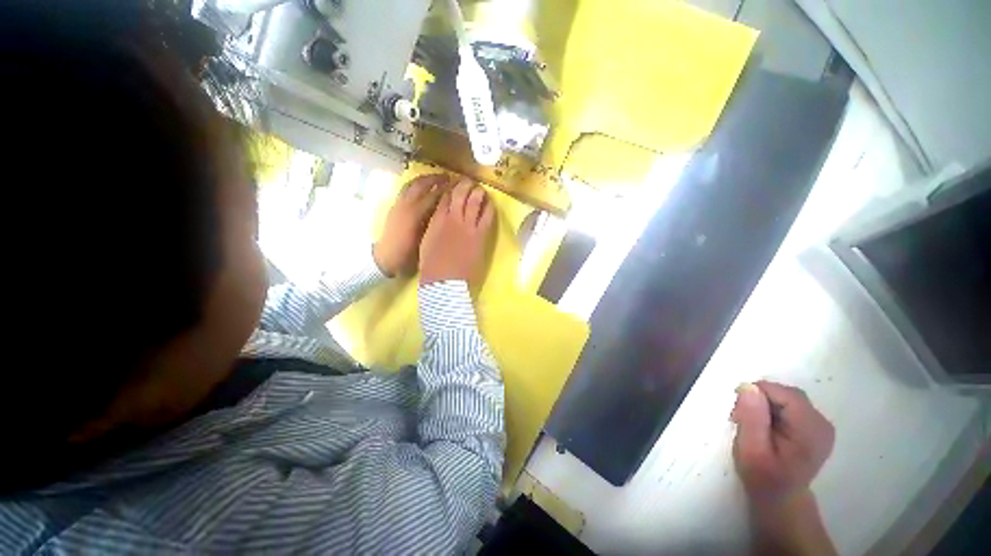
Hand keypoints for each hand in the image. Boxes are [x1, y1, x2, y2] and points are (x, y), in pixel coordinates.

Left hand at [373, 174, 447, 276]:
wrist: (385, 257)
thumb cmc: (408, 253)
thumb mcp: (425, 239)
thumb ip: (435, 220)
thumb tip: (446, 208)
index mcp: (416, 213)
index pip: (435, 194)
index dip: (447, 188)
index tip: (458, 184)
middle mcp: (407, 204)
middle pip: (422, 184)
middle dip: (436, 178)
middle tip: (448, 177)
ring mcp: (399, 203)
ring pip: (412, 184)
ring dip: (424, 179)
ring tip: (434, 179)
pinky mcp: (394, 206)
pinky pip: (406, 189)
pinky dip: (415, 184)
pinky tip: (421, 188)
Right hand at [419, 179, 494, 285]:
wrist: (444, 281)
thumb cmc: (431, 265)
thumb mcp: (427, 239)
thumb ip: (434, 224)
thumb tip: (440, 216)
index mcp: (436, 219)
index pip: (445, 196)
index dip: (450, 189)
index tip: (454, 185)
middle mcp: (452, 217)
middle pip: (460, 193)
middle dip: (465, 185)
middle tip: (468, 182)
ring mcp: (468, 224)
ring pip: (475, 199)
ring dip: (478, 191)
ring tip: (480, 189)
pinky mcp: (481, 233)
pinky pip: (487, 214)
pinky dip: (489, 206)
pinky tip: (490, 203)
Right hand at [731, 381, 834, 506]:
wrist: (780, 506)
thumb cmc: (764, 486)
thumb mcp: (752, 457)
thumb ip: (752, 422)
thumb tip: (748, 387)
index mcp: (812, 430)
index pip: (788, 396)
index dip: (763, 392)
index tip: (738, 400)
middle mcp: (823, 423)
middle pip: (792, 399)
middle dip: (766, 402)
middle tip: (739, 415)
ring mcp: (824, 427)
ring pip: (793, 405)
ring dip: (771, 409)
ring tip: (752, 424)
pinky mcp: (819, 431)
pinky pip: (797, 413)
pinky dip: (780, 416)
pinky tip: (767, 430)